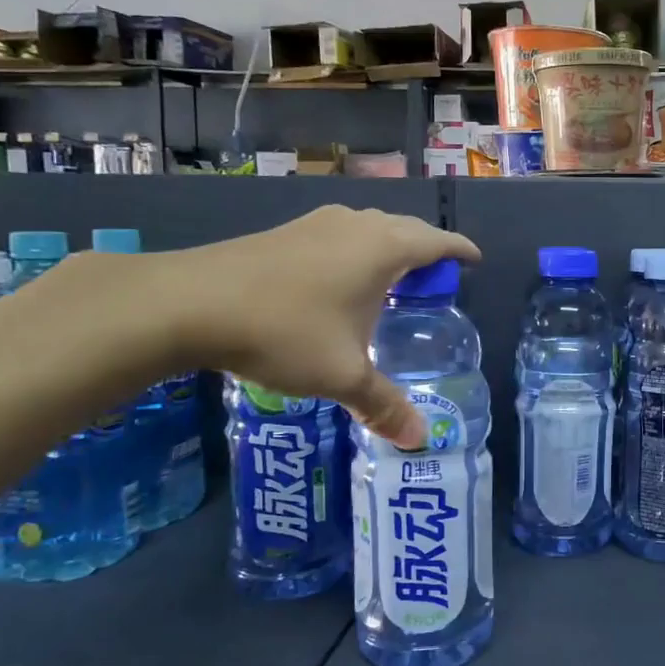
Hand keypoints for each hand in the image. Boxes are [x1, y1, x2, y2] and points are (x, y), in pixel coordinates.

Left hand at [148, 207, 480, 446]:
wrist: (190, 303)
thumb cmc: (284, 331)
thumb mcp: (342, 375)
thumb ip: (384, 405)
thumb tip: (419, 440)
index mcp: (382, 249)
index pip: (436, 241)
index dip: (459, 250)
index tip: (474, 260)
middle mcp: (354, 226)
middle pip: (405, 228)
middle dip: (426, 249)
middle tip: (435, 281)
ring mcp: (315, 224)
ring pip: (368, 228)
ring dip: (388, 247)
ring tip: (391, 280)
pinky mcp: (284, 232)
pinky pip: (339, 235)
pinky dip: (355, 251)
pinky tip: (338, 281)